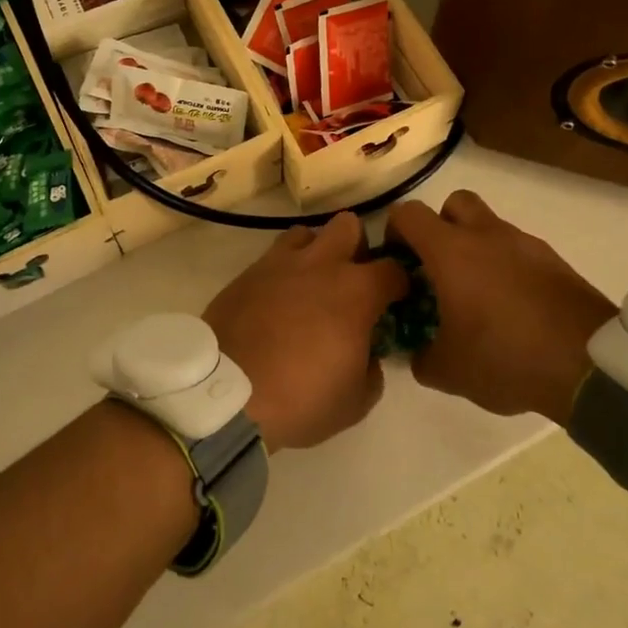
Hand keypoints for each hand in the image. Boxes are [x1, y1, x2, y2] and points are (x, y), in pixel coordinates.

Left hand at [203, 213, 406, 451]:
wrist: (227, 393)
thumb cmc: (301, 398)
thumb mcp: (356, 401)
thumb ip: (372, 370)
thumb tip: (369, 355)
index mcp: (356, 291)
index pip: (394, 269)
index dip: (400, 283)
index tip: (396, 301)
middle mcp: (321, 264)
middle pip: (349, 225)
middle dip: (356, 247)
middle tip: (352, 280)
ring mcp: (280, 263)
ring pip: (307, 232)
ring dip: (316, 251)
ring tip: (311, 284)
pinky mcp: (248, 272)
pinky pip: (273, 257)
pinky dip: (283, 270)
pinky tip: (278, 299)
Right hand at [387, 191, 617, 423]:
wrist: (590, 364)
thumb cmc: (506, 357)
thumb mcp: (450, 372)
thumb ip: (423, 358)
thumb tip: (419, 355)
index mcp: (451, 251)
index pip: (408, 214)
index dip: (395, 232)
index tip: (397, 262)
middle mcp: (486, 235)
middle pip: (454, 203)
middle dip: (441, 227)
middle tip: (439, 267)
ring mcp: (525, 244)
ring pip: (490, 227)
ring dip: (477, 249)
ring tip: (478, 295)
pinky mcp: (555, 261)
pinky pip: (519, 251)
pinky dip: (508, 267)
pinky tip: (513, 308)